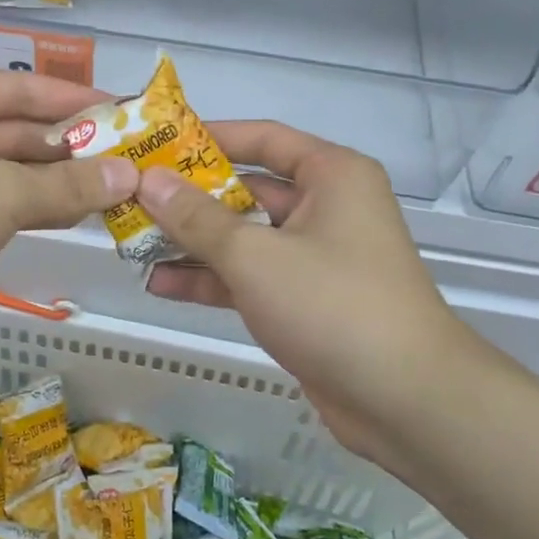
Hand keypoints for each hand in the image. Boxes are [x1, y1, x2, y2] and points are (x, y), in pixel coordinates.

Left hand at [0, 70, 134, 353]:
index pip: (28, 88)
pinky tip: (85, 215)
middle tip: (138, 160)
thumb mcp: (1, 192)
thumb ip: (68, 185)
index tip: (130, 112)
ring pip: (18, 172)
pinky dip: (42, 209)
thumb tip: (131, 177)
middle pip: (25, 131)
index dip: (79, 100)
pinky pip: (6, 205)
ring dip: (65, 182)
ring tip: (124, 189)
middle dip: (77, 148)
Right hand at [139, 122, 493, 466]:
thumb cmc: (333, 304)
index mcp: (331, 176)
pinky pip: (250, 277)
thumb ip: (197, 217)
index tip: (156, 142)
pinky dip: (210, 280)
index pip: (262, 138)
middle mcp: (326, 208)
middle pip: (246, 190)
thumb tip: (148, 180)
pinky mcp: (305, 301)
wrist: (407, 401)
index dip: (208, 137)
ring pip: (243, 237)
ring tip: (132, 242)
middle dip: (189, 198)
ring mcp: (315, 257)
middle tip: (131, 198)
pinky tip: (159, 284)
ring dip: (192, 242)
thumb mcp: (255, 256)